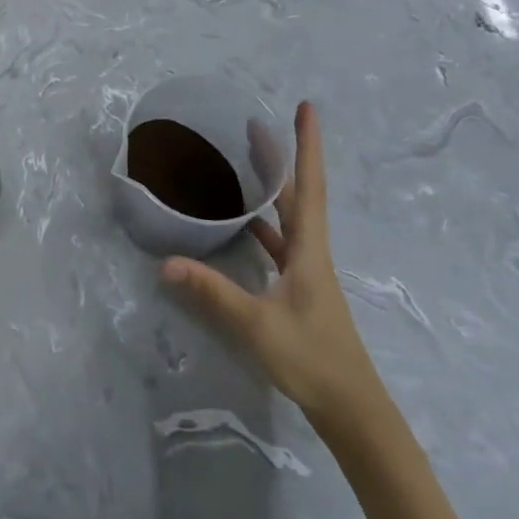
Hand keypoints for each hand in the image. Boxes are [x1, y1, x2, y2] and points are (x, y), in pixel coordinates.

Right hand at [162, 101, 385, 436]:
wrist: (353, 411)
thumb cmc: (313, 359)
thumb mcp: (258, 324)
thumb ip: (212, 292)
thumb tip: (166, 263)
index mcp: (309, 248)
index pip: (309, 185)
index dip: (307, 145)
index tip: (306, 107)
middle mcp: (311, 251)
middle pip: (297, 193)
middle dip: (281, 157)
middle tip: (256, 124)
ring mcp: (307, 271)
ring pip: (289, 217)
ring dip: (272, 188)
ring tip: (247, 162)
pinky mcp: (299, 290)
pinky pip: (280, 243)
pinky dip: (263, 225)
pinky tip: (243, 225)